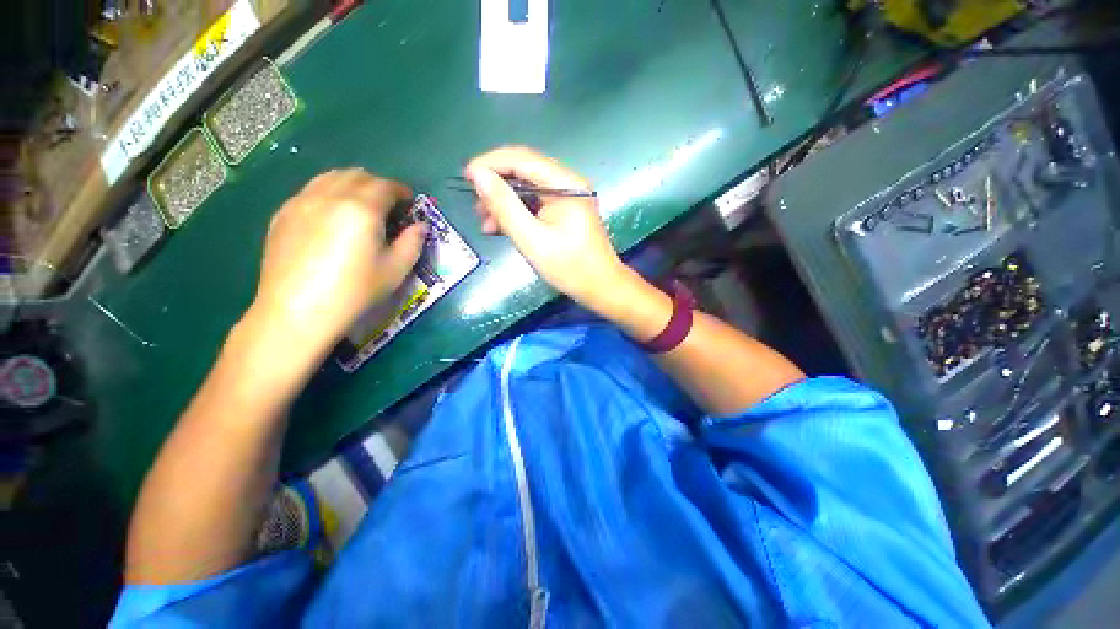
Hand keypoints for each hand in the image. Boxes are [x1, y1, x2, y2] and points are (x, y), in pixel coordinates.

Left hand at [244, 169, 425, 370]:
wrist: (298, 311)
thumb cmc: (355, 291)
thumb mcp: (396, 270)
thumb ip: (413, 242)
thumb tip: (420, 225)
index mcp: (361, 209)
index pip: (385, 186)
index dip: (402, 191)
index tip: (410, 203)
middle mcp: (329, 196)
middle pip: (357, 175)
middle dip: (378, 185)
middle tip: (388, 206)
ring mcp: (301, 202)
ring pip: (330, 177)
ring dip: (352, 185)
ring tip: (360, 207)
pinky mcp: (283, 214)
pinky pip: (310, 190)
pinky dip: (328, 193)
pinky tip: (332, 217)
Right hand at [464, 146, 626, 310]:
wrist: (600, 288)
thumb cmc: (569, 267)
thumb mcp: (531, 239)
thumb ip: (504, 206)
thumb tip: (478, 175)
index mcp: (566, 184)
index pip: (522, 159)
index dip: (491, 164)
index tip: (465, 177)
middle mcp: (568, 183)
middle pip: (524, 171)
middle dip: (497, 185)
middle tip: (475, 205)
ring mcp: (568, 197)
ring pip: (528, 189)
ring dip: (505, 202)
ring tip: (484, 222)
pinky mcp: (566, 211)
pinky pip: (536, 204)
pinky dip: (518, 213)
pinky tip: (500, 228)